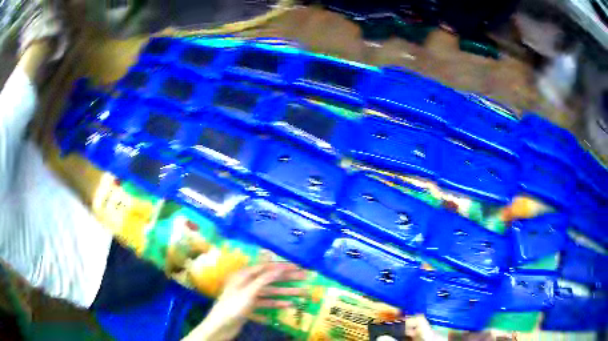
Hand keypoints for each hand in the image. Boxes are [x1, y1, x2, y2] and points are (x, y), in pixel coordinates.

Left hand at [183, 263, 306, 340]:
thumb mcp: (249, 292)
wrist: (220, 326)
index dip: (282, 266)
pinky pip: (266, 303)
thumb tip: (278, 267)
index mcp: (244, 275)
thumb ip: (264, 279)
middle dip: (287, 279)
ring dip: (285, 292)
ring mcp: (248, 295)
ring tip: (302, 293)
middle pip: (270, 279)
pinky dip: (277, 303)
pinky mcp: (250, 306)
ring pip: (270, 292)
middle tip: (305, 278)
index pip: (266, 267)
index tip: (298, 266)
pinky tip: (289, 305)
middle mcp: (246, 283)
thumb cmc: (233, 306)